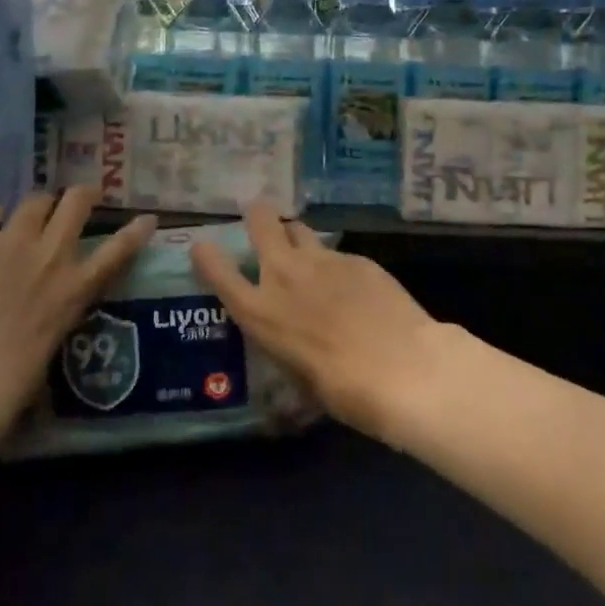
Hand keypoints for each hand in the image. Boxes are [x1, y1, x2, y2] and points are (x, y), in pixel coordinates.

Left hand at [0, 190, 155, 418]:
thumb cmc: (10, 382)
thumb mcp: (53, 344)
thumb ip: (56, 312)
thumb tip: (49, 306)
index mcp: (76, 287)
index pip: (120, 249)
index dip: (136, 230)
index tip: (147, 218)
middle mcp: (51, 253)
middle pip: (77, 202)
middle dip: (82, 195)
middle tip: (80, 198)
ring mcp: (11, 240)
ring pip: (34, 200)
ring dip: (35, 208)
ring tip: (25, 217)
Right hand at [190, 203, 440, 440]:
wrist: (401, 368)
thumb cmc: (343, 390)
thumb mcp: (298, 376)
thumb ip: (287, 344)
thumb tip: (294, 338)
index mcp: (260, 312)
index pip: (218, 272)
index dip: (207, 256)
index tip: (203, 246)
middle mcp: (284, 276)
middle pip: (261, 222)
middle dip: (258, 215)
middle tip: (259, 215)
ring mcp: (322, 260)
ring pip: (300, 230)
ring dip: (296, 237)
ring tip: (305, 250)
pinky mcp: (356, 258)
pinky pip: (336, 253)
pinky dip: (335, 265)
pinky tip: (353, 286)